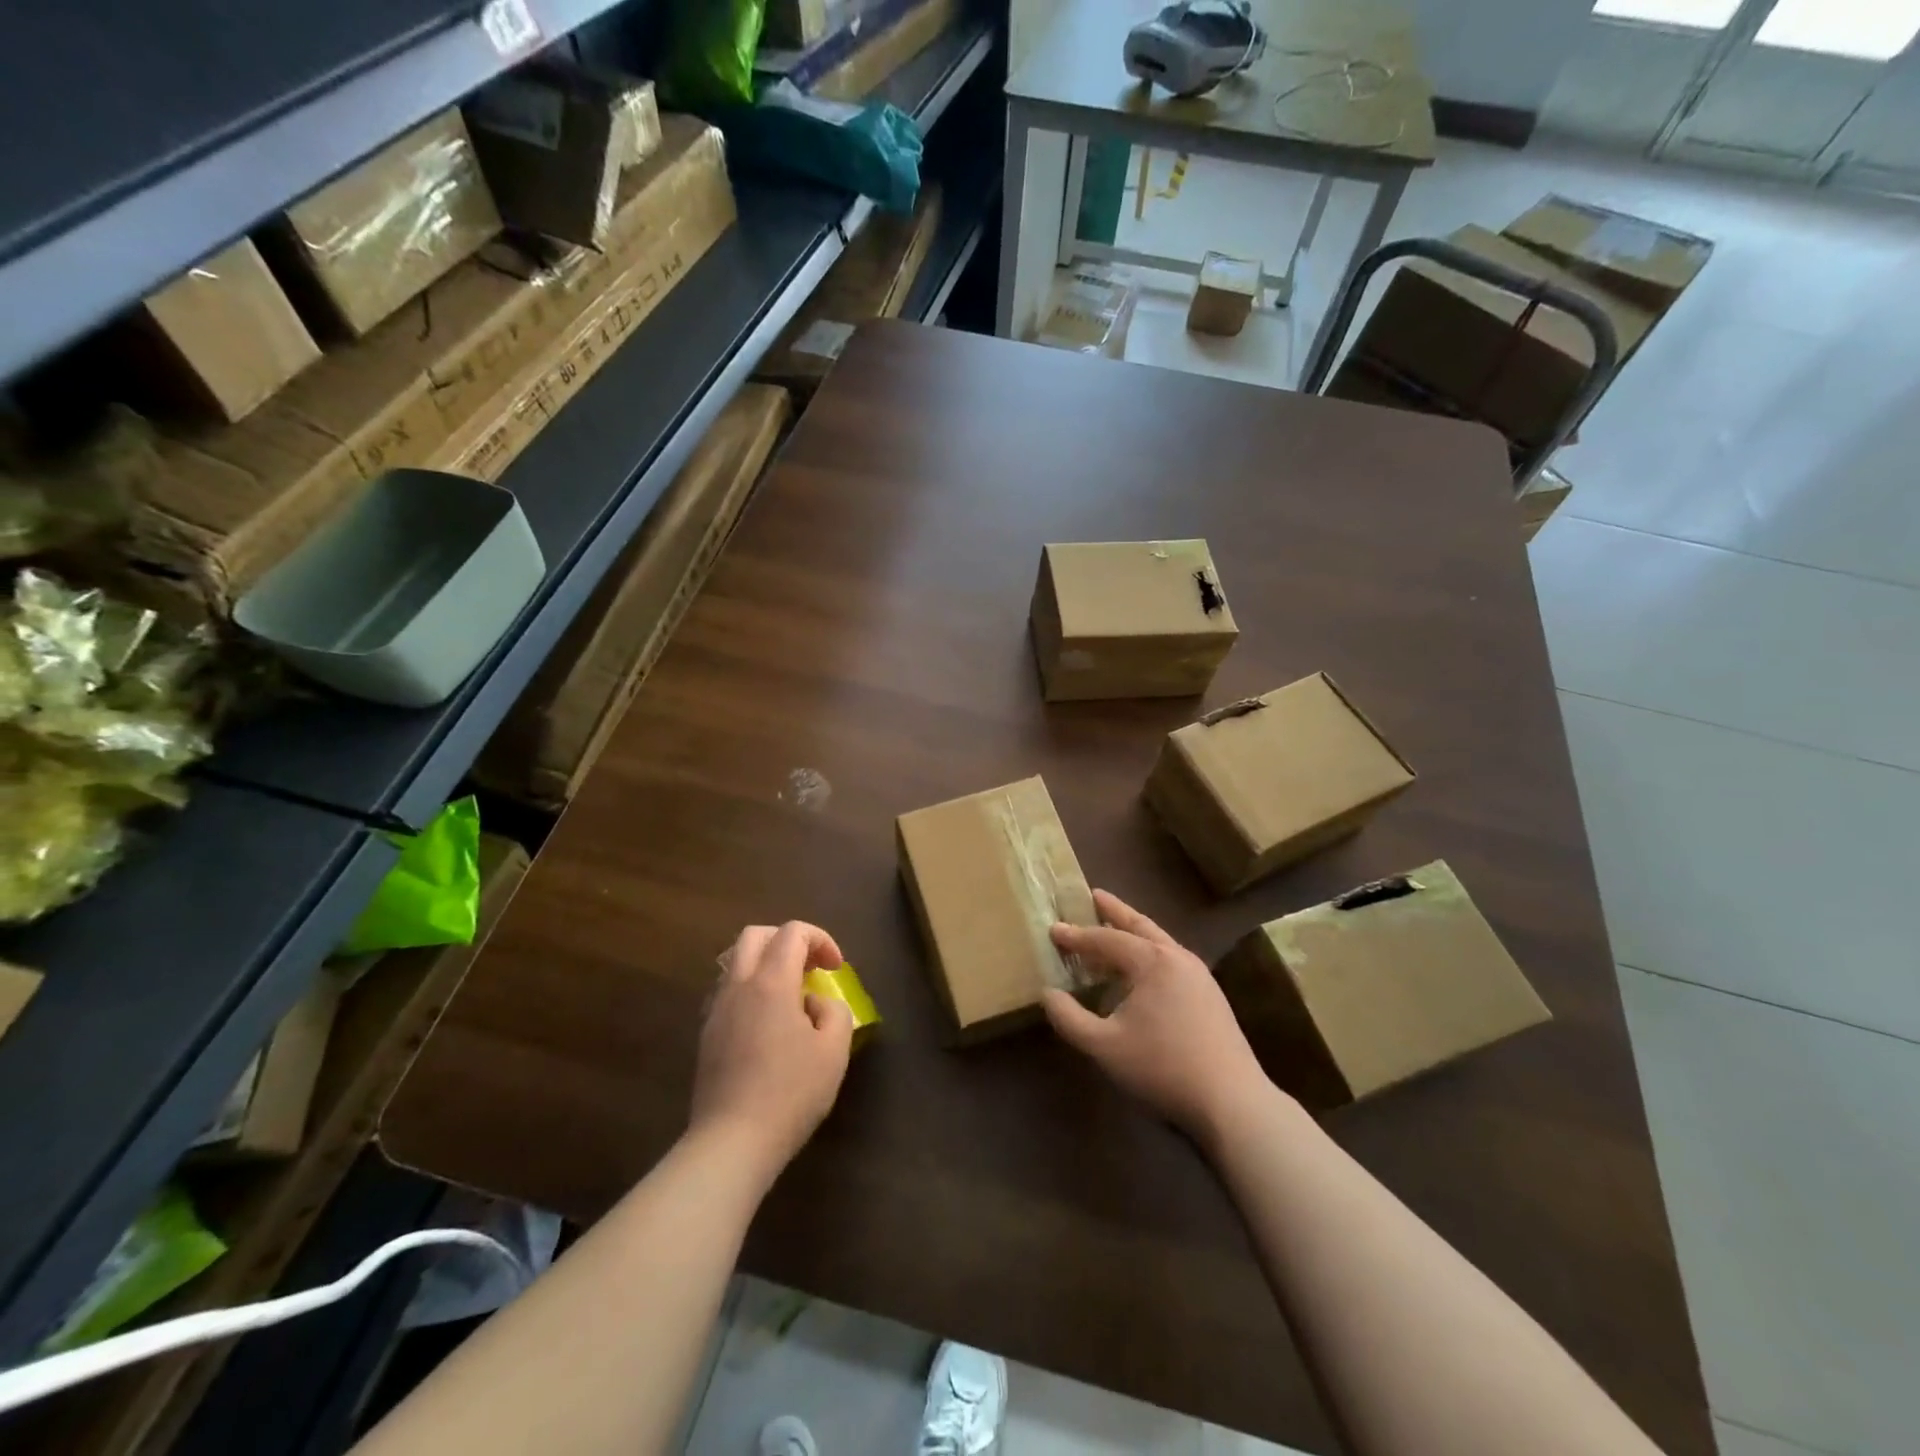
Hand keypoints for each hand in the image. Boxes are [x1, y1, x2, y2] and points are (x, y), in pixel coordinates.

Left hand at [691, 921, 853, 1182]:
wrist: (731, 1143)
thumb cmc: (790, 1093)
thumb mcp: (833, 1051)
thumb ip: (834, 1011)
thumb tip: (815, 1003)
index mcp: (771, 982)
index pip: (792, 932)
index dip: (820, 939)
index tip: (835, 968)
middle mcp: (738, 986)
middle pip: (755, 935)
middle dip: (787, 940)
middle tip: (810, 967)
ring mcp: (716, 1010)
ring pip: (736, 962)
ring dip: (765, 964)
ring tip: (789, 995)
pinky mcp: (707, 1036)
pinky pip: (727, 992)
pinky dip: (750, 990)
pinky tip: (766, 1024)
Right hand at [1046, 890, 1272, 1143]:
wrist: (1232, 1101)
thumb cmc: (1162, 1067)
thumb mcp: (1104, 1046)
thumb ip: (1069, 1018)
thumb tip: (1048, 994)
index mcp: (1152, 961)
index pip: (1105, 939)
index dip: (1077, 936)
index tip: (1053, 929)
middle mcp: (1177, 957)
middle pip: (1140, 926)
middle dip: (1115, 911)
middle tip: (1094, 895)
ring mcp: (1199, 975)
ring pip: (1159, 942)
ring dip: (1134, 932)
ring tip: (1114, 929)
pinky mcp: (1210, 995)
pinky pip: (1171, 960)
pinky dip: (1148, 954)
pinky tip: (1140, 972)